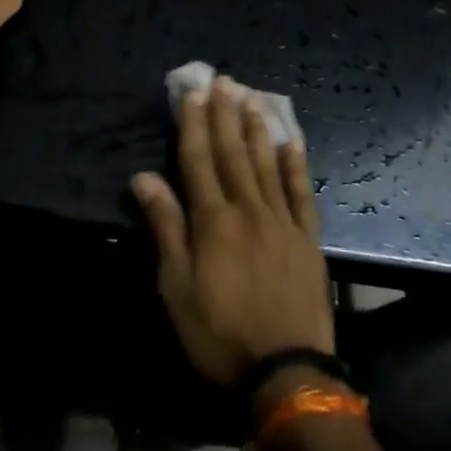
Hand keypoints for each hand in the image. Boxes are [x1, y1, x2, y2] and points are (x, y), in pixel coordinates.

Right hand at [131, 78, 332, 386]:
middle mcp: (248, 209)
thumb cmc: (219, 333)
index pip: (198, 159)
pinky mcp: (307, 238)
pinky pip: (301, 193)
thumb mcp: (176, 287)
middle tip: (223, 79)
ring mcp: (282, 221)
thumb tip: (143, 177)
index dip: (193, 123)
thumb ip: (165, 227)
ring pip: (266, 163)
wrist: (286, 371)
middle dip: (224, 114)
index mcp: (212, 220)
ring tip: (251, 96)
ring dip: (256, 128)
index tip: (192, 92)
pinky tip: (292, 141)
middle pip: (232, 152)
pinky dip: (295, 165)